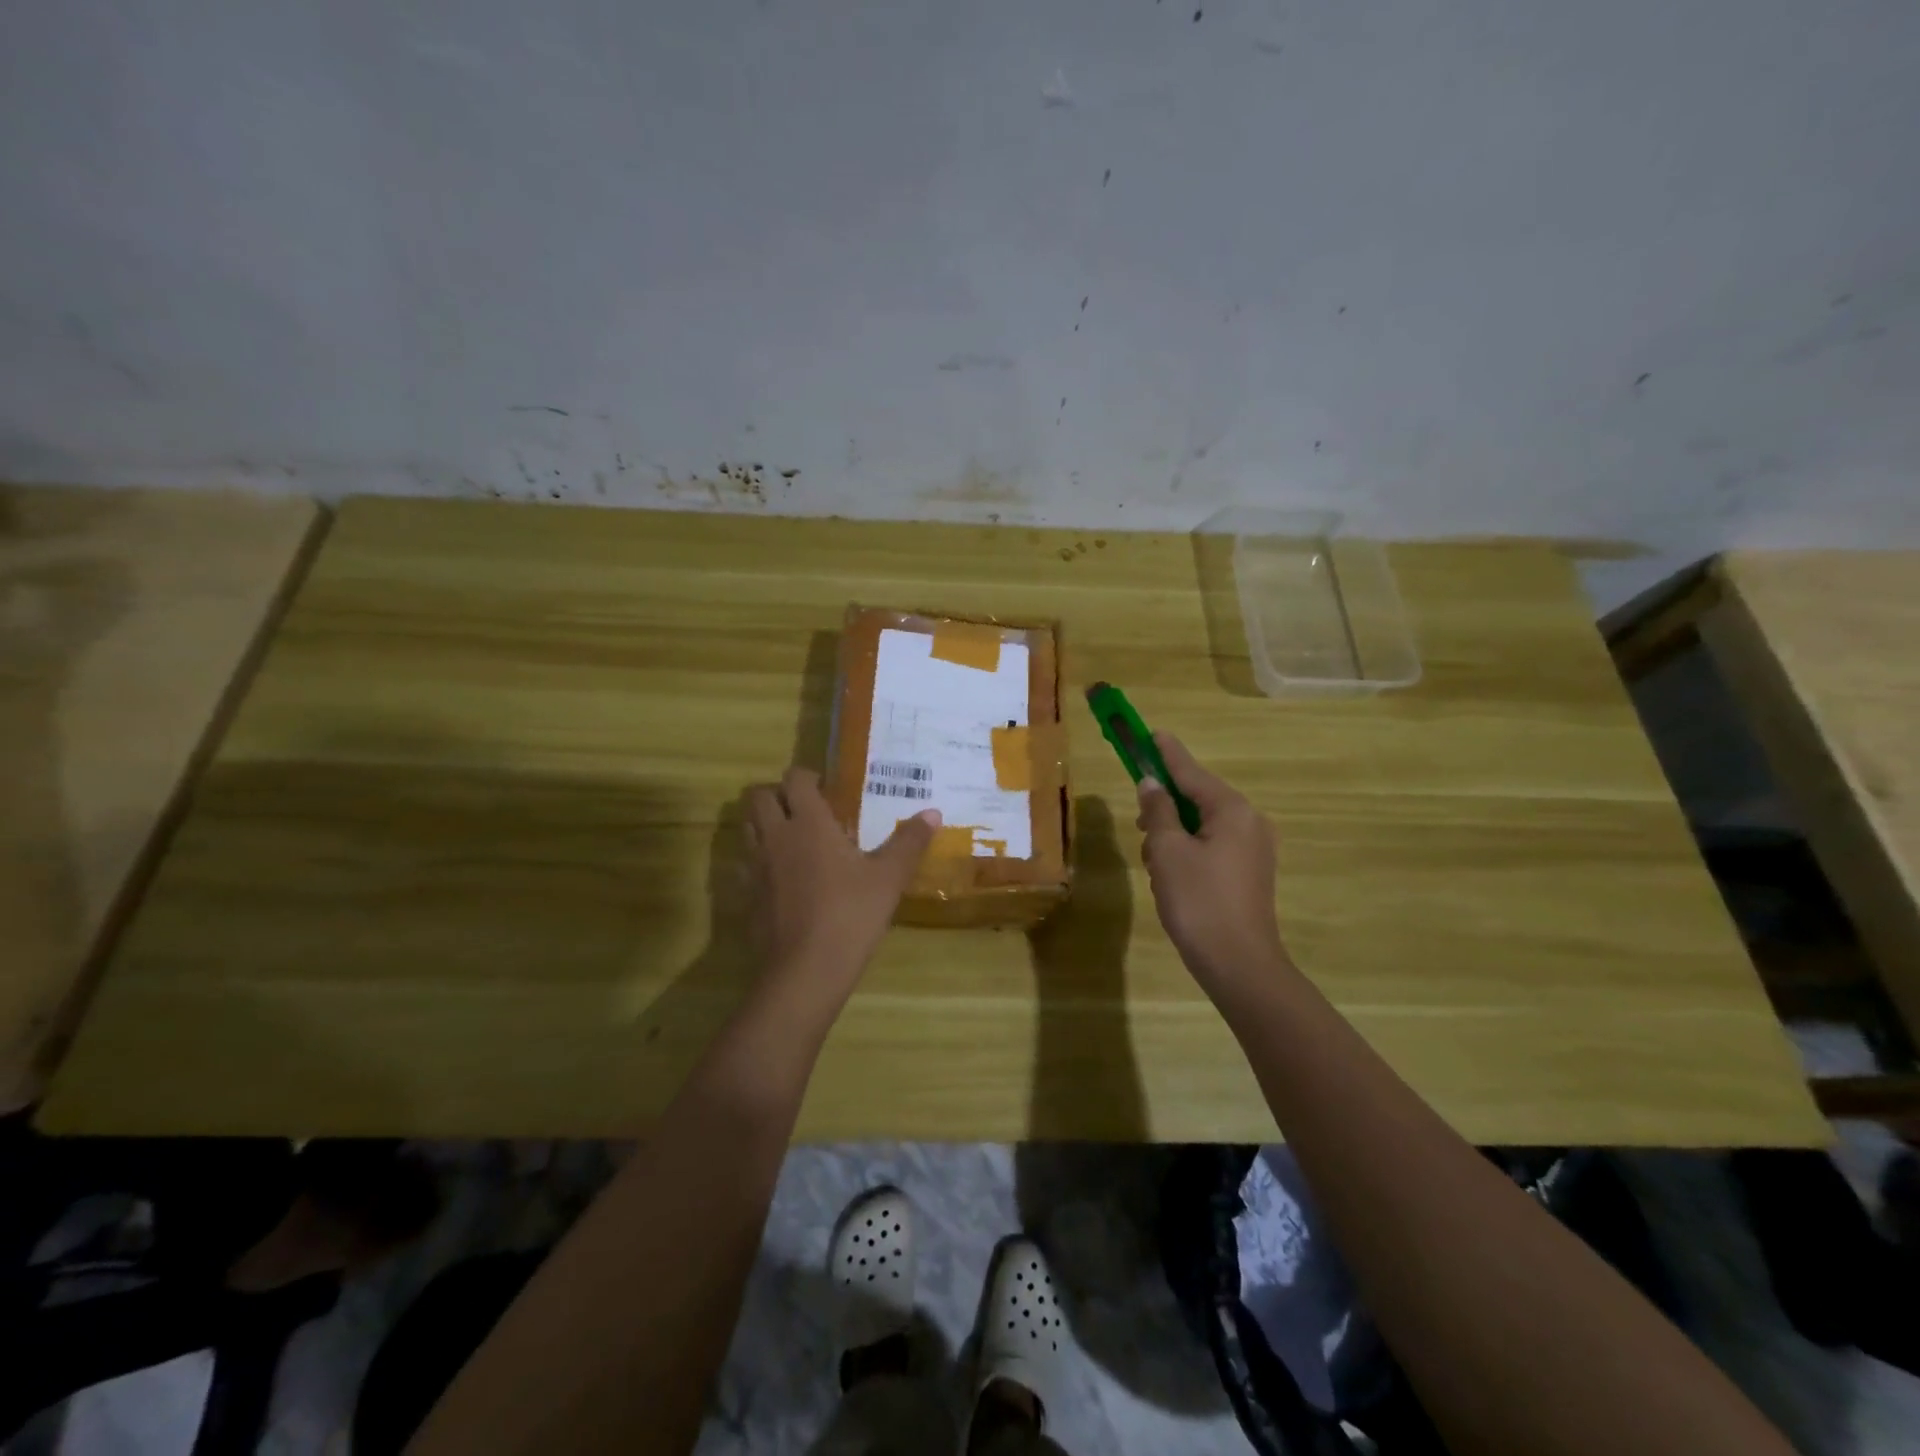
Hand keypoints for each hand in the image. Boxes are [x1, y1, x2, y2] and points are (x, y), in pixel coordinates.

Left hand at [744, 768, 939, 1007]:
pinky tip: (782, 877)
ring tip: (793, 838)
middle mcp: (776, 836)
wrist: (805, 971)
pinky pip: (745, 864)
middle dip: (777, 795)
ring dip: (764, 824)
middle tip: (805, 809)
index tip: (826, 788)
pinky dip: (758, 860)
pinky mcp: (746, 896)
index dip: (807, 777)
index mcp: (809, 823)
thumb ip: (909, 842)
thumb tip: (933, 812)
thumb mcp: (889, 878)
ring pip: (747, 828)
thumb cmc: (851, 915)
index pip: (794, 779)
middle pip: (758, 798)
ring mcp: (755, 867)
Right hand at [1136, 734, 1290, 997]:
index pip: (1191, 772)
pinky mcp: (1250, 873)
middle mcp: (1249, 822)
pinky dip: (1188, 851)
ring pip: (1202, 825)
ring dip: (1173, 834)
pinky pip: (1212, 846)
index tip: (1150, 732)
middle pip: (1197, 798)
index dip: (1166, 753)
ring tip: (1153, 863)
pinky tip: (1172, 879)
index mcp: (1231, 810)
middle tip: (1140, 825)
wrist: (1239, 965)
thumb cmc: (1199, 901)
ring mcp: (1254, 850)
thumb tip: (1152, 784)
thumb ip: (1158, 811)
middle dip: (1165, 807)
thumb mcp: (1168, 852)